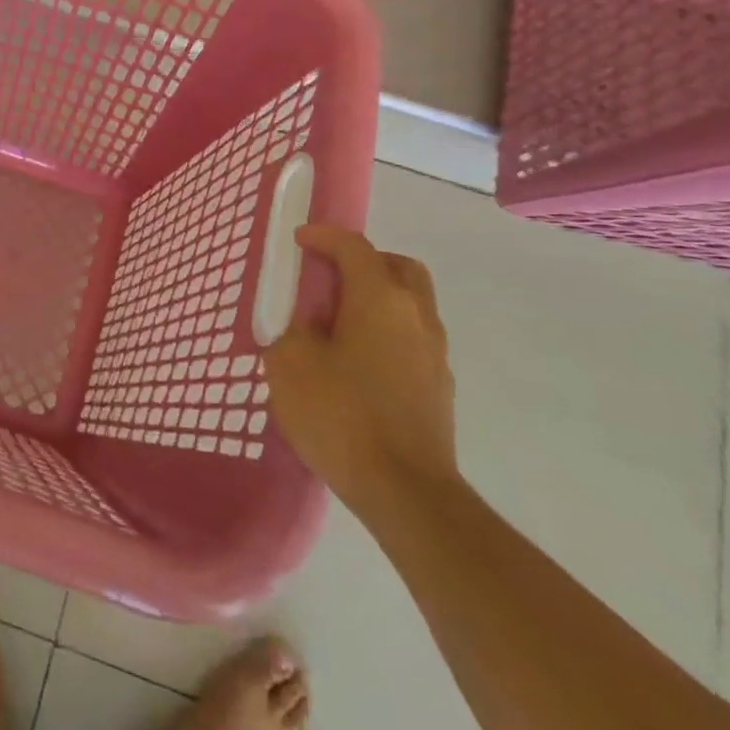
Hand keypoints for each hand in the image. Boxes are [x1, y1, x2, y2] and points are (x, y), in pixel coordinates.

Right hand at [264, 226, 457, 516]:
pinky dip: (385, 331)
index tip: (299, 241)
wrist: (405, 492)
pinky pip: (410, 338)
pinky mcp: (439, 387)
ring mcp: (434, 353)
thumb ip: (293, 330)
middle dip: (363, 261)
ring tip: (337, 323)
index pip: (354, 247)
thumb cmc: (341, 415)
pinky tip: (356, 361)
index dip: (324, 237)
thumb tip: (309, 326)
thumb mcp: (290, 363)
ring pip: (410, 303)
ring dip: (376, 298)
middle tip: (329, 276)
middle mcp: (416, 316)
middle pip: (398, 267)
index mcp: (380, 299)